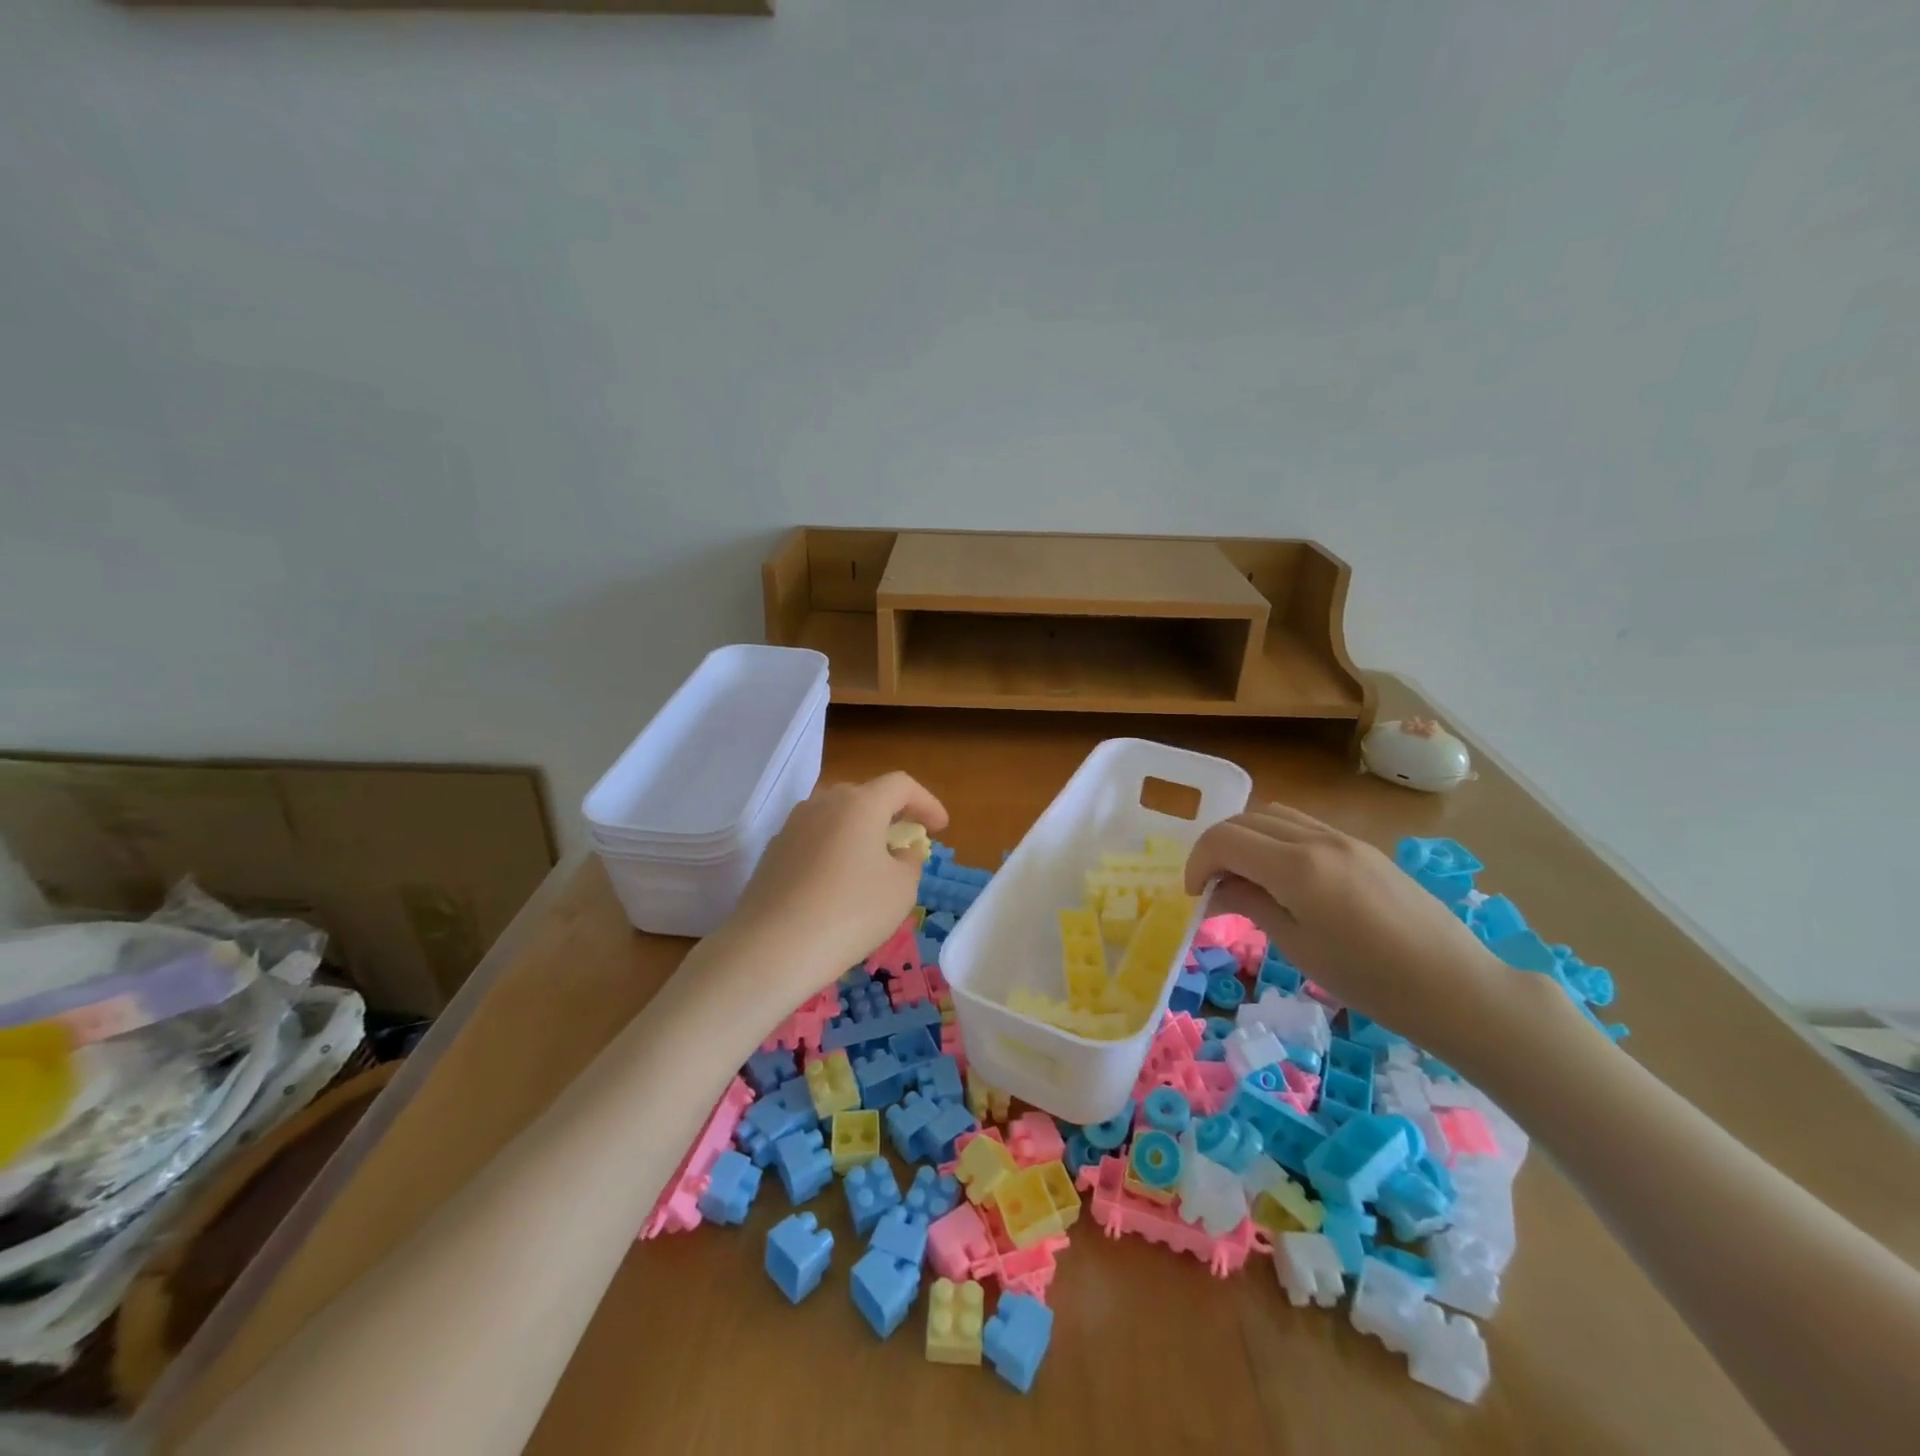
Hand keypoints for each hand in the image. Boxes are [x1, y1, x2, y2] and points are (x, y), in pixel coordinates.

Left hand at [721, 772, 948, 1006]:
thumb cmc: (850, 913)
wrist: (772, 948)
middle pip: (865, 796)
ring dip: (859, 831)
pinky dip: (834, 850)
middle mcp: (823, 803)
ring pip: (836, 816)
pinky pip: (814, 839)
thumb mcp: (901, 890)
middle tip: (906, 842)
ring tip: (872, 863)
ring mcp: (793, 825)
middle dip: (891, 814)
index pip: (901, 785)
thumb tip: (900, 851)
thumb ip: (909, 861)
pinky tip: (837, 883)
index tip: (940, 828)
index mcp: (860, 803)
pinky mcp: (774, 851)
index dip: (926, 802)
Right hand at [1184, 804, 1552, 1062]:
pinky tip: (1283, 877)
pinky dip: (1276, 840)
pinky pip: (1304, 827)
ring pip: (1275, 815)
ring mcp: (1344, 838)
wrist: (1456, 986)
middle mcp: (1316, 839)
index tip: (1194, 895)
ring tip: (1244, 876)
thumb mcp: (1299, 946)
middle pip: (1246, 820)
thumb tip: (1215, 890)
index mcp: (1296, 866)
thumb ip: (1250, 905)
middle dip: (1217, 847)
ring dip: (1247, 837)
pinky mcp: (1363, 848)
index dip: (1198, 862)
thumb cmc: (1370, 979)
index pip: (1224, 839)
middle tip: (1212, 886)